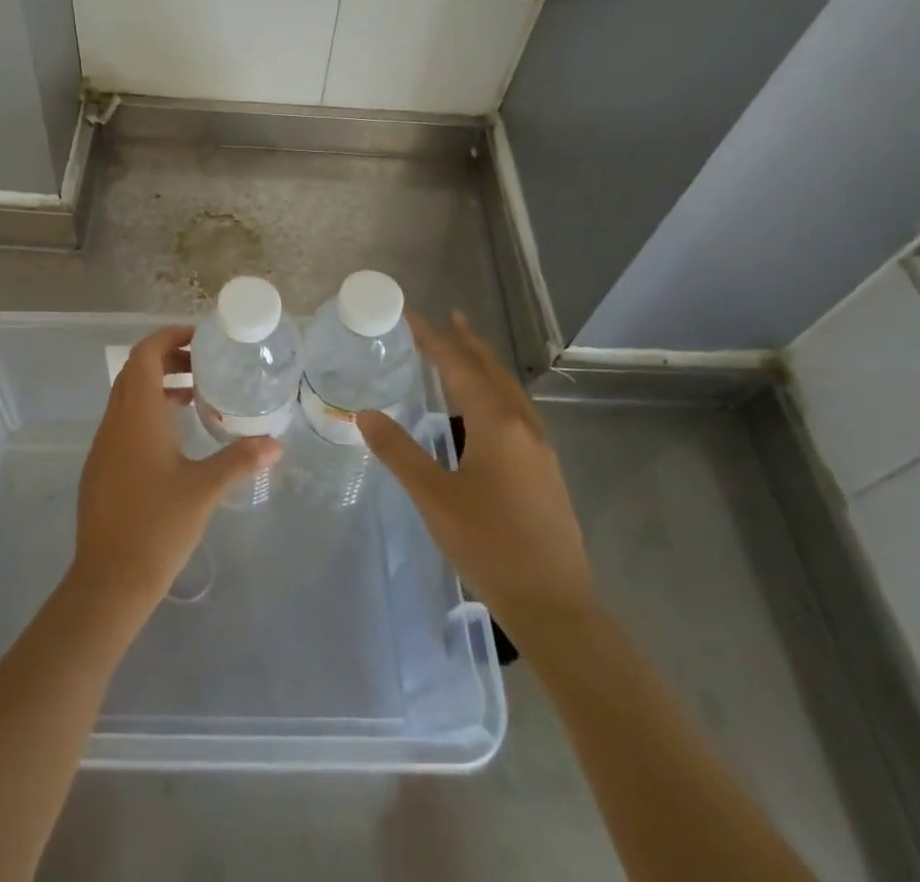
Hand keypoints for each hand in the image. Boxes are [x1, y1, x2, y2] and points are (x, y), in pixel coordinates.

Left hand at [69, 325, 281, 615]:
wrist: (109, 580)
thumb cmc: (157, 526)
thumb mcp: (205, 490)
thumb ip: (240, 460)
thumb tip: (276, 444)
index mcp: (137, 415)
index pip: (145, 354)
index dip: (169, 337)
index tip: (200, 338)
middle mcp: (115, 421)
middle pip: (135, 371)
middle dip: (167, 358)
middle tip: (203, 364)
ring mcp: (103, 445)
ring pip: (127, 397)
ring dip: (157, 386)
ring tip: (194, 396)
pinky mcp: (100, 467)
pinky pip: (122, 422)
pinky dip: (147, 412)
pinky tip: (173, 438)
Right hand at [358, 311, 594, 628]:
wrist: (554, 604)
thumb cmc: (489, 545)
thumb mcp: (434, 497)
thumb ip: (399, 451)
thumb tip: (365, 414)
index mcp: (496, 424)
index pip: (458, 367)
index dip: (433, 339)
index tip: (412, 315)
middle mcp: (522, 425)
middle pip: (491, 371)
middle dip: (468, 343)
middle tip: (449, 318)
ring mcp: (540, 447)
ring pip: (509, 390)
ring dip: (486, 366)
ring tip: (466, 352)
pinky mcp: (545, 469)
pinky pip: (517, 411)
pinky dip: (497, 391)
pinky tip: (488, 409)